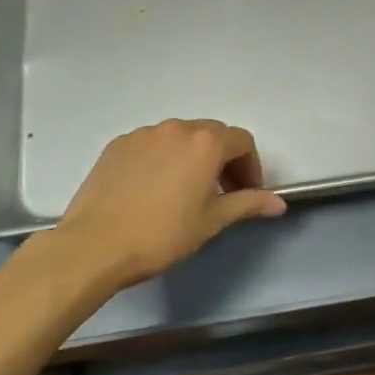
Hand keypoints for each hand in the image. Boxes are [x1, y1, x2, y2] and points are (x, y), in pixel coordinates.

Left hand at [31, 119, 286, 291]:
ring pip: (180, 137)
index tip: (247, 193)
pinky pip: (152, 144)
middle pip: (212, 134)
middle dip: (224, 159)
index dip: (251, 166)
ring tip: (186, 190)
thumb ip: (248, 204)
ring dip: (192, 156)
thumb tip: (280, 204)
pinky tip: (154, 188)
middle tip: (222, 192)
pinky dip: (163, 158)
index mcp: (206, 143)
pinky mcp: (118, 144)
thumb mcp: (212, 221)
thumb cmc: (162, 234)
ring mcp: (144, 134)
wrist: (94, 246)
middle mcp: (177, 128)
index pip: (242, 142)